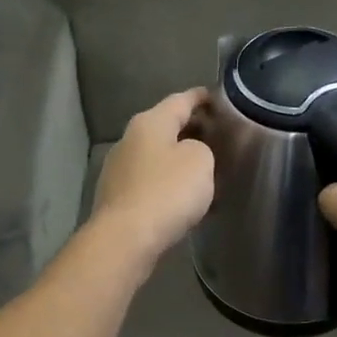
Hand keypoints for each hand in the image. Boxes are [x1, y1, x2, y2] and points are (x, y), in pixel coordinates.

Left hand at [90, 89, 215, 264]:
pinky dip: (168, 182)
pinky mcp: (117, 197)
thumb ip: (201, 148)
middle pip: (165, 126)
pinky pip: (150, 180)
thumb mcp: (200, 160)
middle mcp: (129, 139)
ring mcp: (119, 169)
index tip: (219, 98)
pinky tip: (183, 196)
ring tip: (205, 167)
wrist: (125, 239)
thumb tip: (188, 154)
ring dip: (179, 158)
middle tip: (218, 135)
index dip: (201, 98)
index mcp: (150, 122)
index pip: (180, 100)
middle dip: (192, 129)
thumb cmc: (167, 191)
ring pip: (157, 155)